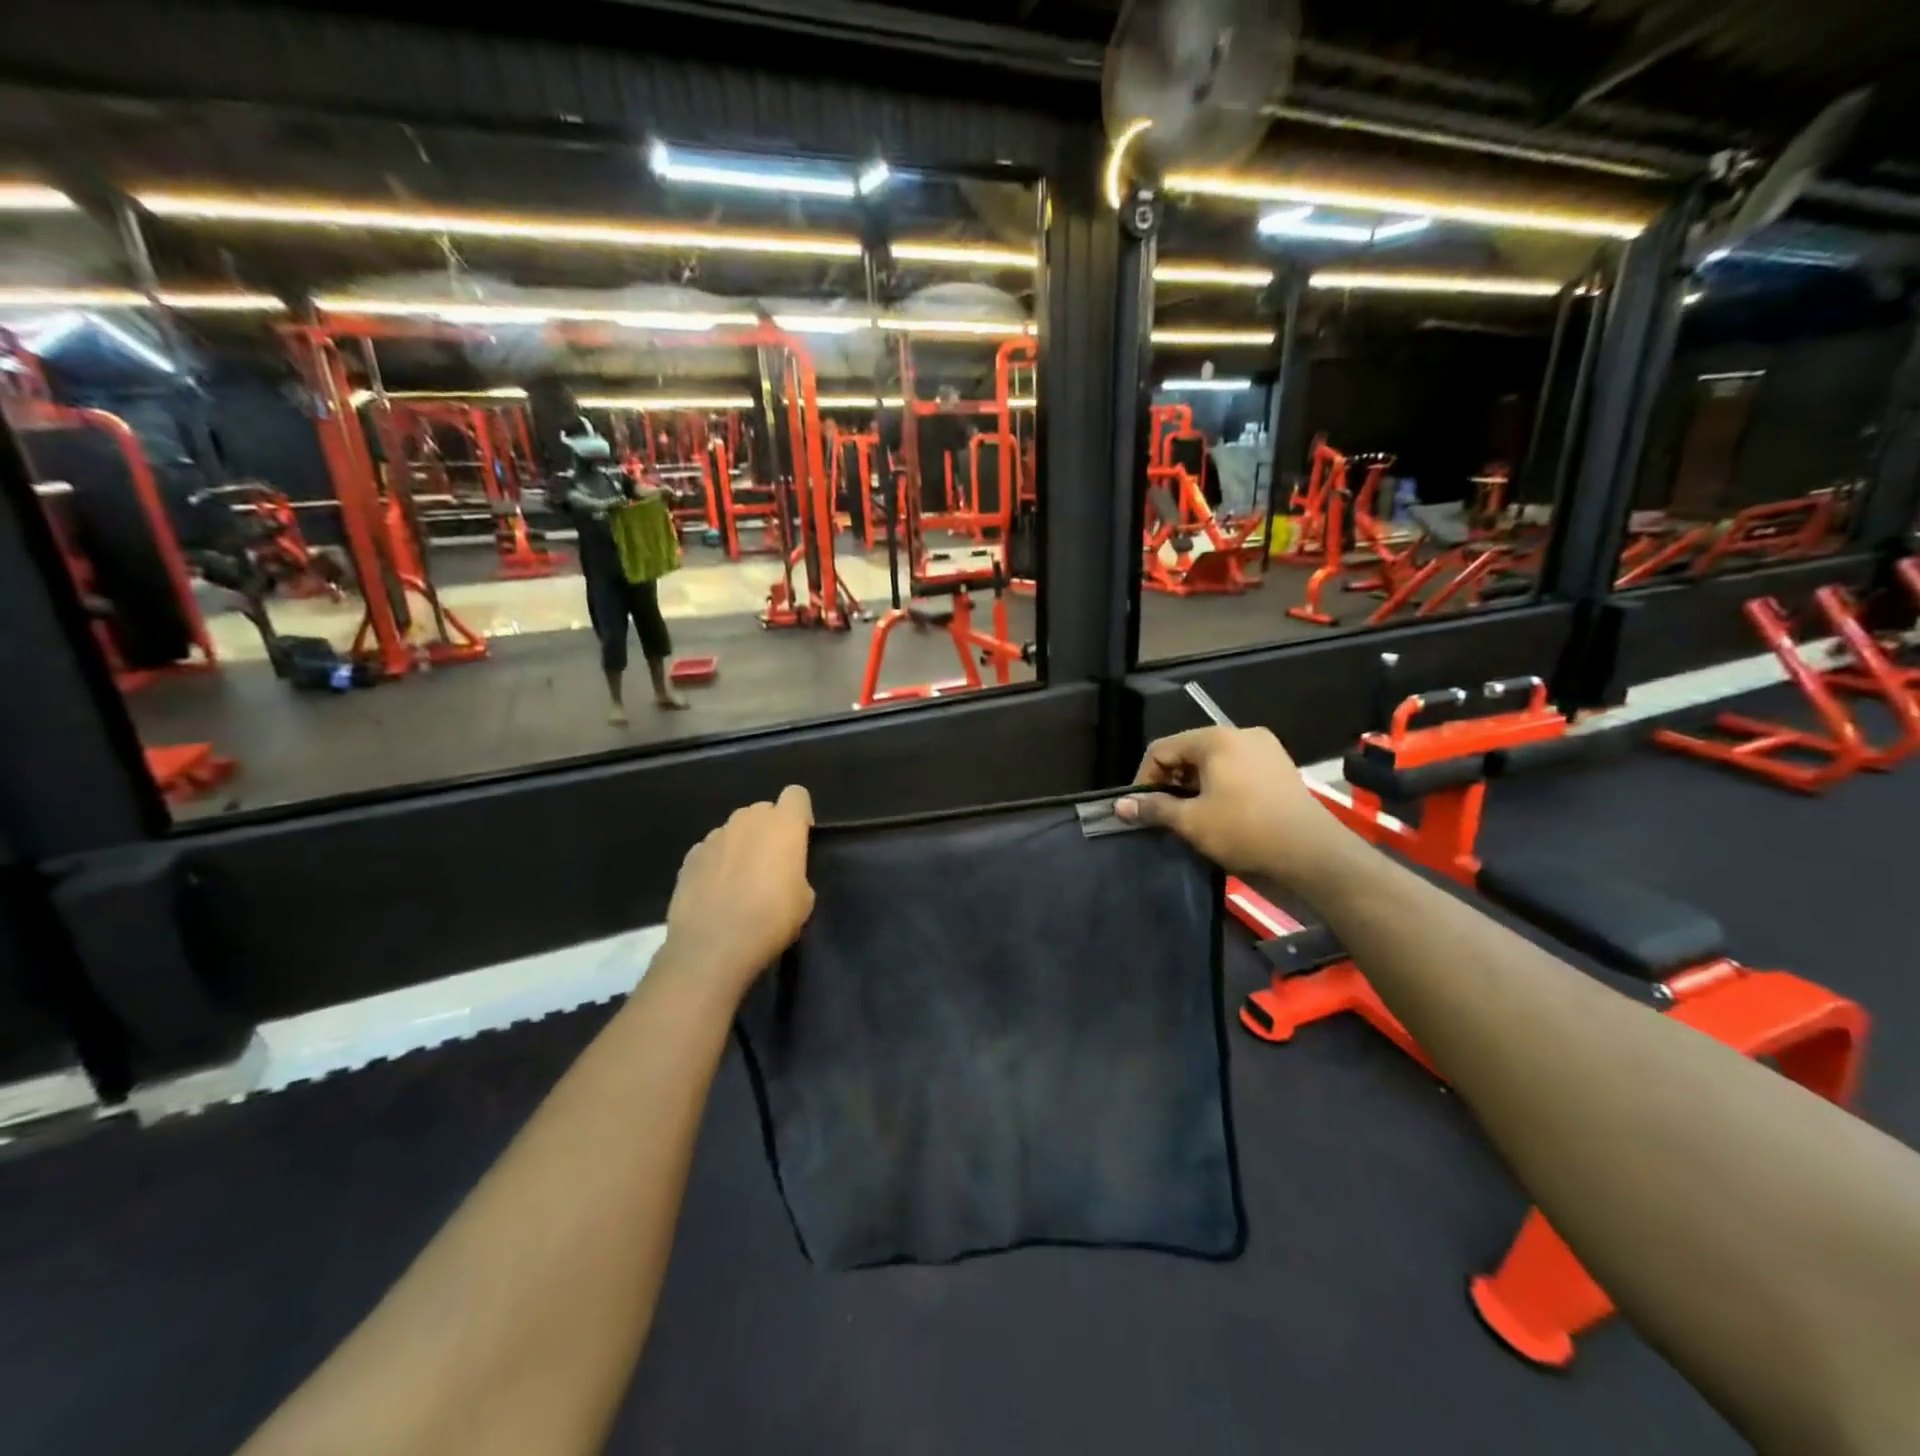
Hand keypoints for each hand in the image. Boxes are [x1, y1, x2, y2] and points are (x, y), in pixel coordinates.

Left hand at [662, 785, 814, 999]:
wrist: (712, 947)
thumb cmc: (771, 920)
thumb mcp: (804, 899)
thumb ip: (796, 871)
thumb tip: (783, 872)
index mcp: (783, 825)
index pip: (796, 795)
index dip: (800, 815)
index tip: (799, 840)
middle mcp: (747, 820)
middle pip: (763, 810)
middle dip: (769, 829)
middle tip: (771, 864)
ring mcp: (715, 836)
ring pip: (735, 830)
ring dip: (741, 845)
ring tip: (739, 881)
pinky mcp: (690, 856)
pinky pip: (711, 850)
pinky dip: (716, 863)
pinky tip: (715, 892)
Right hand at [1115, 727, 1344, 887]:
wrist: (1311, 853)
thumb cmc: (1244, 830)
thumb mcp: (1191, 821)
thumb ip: (1153, 808)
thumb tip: (1120, 805)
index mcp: (1215, 739)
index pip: (1162, 748)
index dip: (1144, 777)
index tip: (1142, 808)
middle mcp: (1240, 733)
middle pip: (1189, 751)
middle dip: (1171, 781)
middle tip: (1166, 813)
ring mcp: (1265, 748)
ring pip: (1214, 761)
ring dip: (1195, 785)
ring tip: (1192, 815)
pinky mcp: (1281, 767)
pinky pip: (1237, 769)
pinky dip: (1221, 785)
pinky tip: (1222, 812)